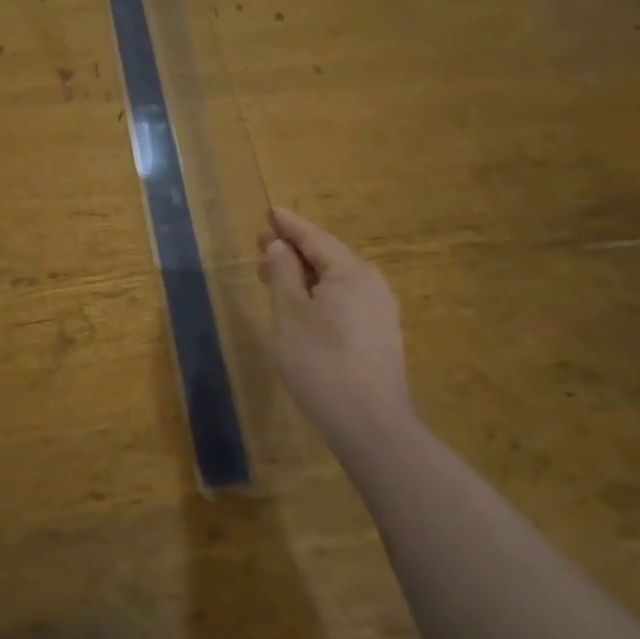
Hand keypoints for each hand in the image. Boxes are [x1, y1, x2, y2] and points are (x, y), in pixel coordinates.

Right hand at [258, 208, 413, 452]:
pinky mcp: (379, 336)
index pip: (313, 237)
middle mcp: (371, 284)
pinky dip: (319, 294)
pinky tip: (301, 307)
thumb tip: (279, 246)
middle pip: (327, 256)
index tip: (269, 211)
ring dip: (304, 275)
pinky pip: (344, 299)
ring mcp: (379, 311)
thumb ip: (283, 273)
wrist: (372, 427)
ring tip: (273, 276)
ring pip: (335, 280)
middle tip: (260, 245)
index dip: (288, 225)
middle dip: (293, 250)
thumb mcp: (290, 313)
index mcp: (350, 271)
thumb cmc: (322, 362)